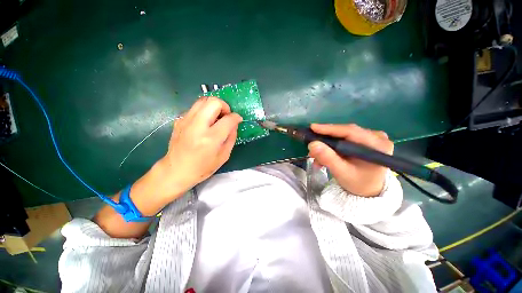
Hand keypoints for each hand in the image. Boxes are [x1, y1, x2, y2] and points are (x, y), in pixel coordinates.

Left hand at [159, 96, 242, 196]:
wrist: (176, 170)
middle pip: (214, 102)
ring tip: (216, 117)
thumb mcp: (224, 156)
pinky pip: (195, 108)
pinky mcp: (179, 120)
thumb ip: (231, 137)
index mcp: (211, 138)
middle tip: (226, 116)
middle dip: (225, 106)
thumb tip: (234, 124)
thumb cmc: (202, 167)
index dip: (236, 117)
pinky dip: (204, 111)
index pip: (228, 119)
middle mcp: (197, 126)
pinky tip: (205, 122)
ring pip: (203, 100)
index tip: (238, 119)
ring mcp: (186, 121)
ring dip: (214, 106)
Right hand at [307, 124, 393, 196]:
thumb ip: (327, 158)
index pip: (351, 131)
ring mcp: (371, 137)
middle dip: (326, 139)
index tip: (312, 127)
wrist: (368, 190)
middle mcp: (377, 137)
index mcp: (378, 145)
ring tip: (314, 154)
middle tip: (310, 143)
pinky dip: (332, 145)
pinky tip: (323, 153)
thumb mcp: (342, 173)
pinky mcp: (364, 139)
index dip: (330, 129)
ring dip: (327, 144)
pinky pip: (344, 139)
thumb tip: (312, 144)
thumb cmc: (358, 183)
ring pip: (343, 135)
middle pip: (345, 132)